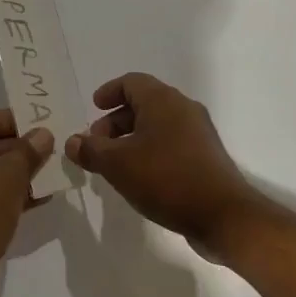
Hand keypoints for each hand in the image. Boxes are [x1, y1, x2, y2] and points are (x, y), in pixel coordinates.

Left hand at [0, 109, 53, 296]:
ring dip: (12, 174)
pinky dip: (1, 195)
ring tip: (46, 177)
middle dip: (16, 150)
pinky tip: (33, 201)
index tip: (40, 128)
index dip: (13, 121)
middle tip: (46, 154)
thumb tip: (43, 134)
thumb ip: (29, 150)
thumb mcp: (11, 174)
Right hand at [65, 73, 261, 253]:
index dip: (109, 92)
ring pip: (157, 125)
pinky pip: (171, 143)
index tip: (93, 108)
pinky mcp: (205, 156)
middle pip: (144, 103)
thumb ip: (91, 150)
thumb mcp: (119, 165)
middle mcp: (183, 108)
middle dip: (116, 121)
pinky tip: (139, 178)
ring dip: (132, 139)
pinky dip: (150, 151)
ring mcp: (198, 133)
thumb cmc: (166, 178)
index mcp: (163, 100)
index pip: (132, 82)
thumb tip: (72, 141)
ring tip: (114, 165)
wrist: (223, 214)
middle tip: (97, 144)